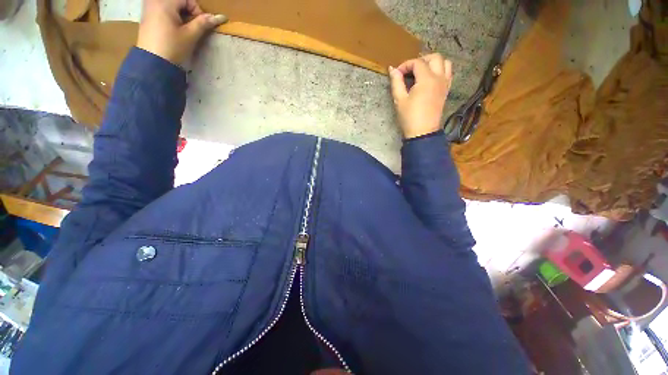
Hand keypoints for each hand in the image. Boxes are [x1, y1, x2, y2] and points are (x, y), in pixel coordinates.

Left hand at [137, 0, 227, 65]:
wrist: (153, 62)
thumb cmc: (172, 47)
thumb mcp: (190, 35)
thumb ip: (203, 23)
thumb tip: (220, 17)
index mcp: (164, 2)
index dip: (196, 10)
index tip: (199, 24)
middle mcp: (154, 1)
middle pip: (178, 0)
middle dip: (188, 10)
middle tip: (191, 25)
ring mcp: (148, 7)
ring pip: (170, 4)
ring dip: (180, 13)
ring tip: (182, 27)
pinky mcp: (146, 15)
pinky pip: (161, 8)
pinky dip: (170, 14)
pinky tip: (172, 28)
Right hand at [388, 54, 452, 138]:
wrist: (423, 132)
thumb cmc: (409, 117)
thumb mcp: (400, 100)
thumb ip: (396, 82)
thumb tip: (392, 69)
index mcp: (426, 79)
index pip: (417, 63)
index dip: (406, 65)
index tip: (397, 74)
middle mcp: (439, 77)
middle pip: (434, 57)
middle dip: (421, 59)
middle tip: (410, 70)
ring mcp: (445, 84)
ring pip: (445, 63)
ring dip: (433, 63)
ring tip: (422, 71)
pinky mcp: (446, 90)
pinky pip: (448, 73)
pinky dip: (441, 70)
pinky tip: (431, 78)